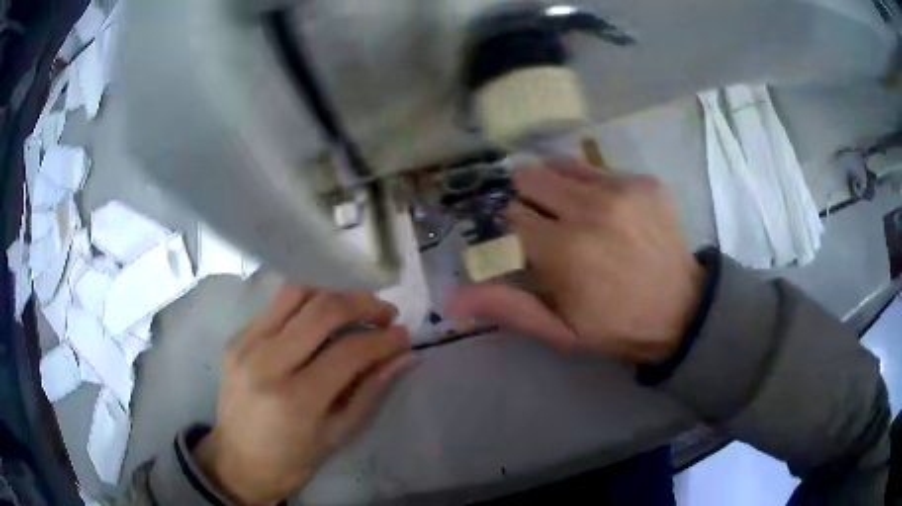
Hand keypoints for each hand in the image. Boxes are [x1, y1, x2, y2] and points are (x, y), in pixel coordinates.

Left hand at [195, 287, 413, 504]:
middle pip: (322, 310)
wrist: (238, 460)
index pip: (349, 351)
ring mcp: (245, 345)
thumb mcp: (338, 434)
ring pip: (296, 293)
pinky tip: (320, 319)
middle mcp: (266, 363)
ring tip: (354, 308)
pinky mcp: (236, 338)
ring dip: (333, 294)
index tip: (403, 335)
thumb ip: (371, 390)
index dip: (383, 339)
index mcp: (296, 399)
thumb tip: (404, 357)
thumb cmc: (292, 459)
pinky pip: (276, 306)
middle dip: (362, 303)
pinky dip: (306, 304)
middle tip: (385, 313)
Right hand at [446, 162, 704, 364]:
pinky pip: (600, 170)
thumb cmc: (618, 327)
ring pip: (562, 165)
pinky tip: (612, 214)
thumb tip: (451, 300)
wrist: (683, 311)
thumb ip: (507, 307)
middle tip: (550, 225)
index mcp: (563, 250)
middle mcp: (589, 209)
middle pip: (531, 176)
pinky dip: (595, 187)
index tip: (531, 247)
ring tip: (578, 214)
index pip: (512, 215)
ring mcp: (621, 189)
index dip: (516, 230)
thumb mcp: (560, 331)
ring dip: (560, 188)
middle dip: (531, 199)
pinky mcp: (645, 181)